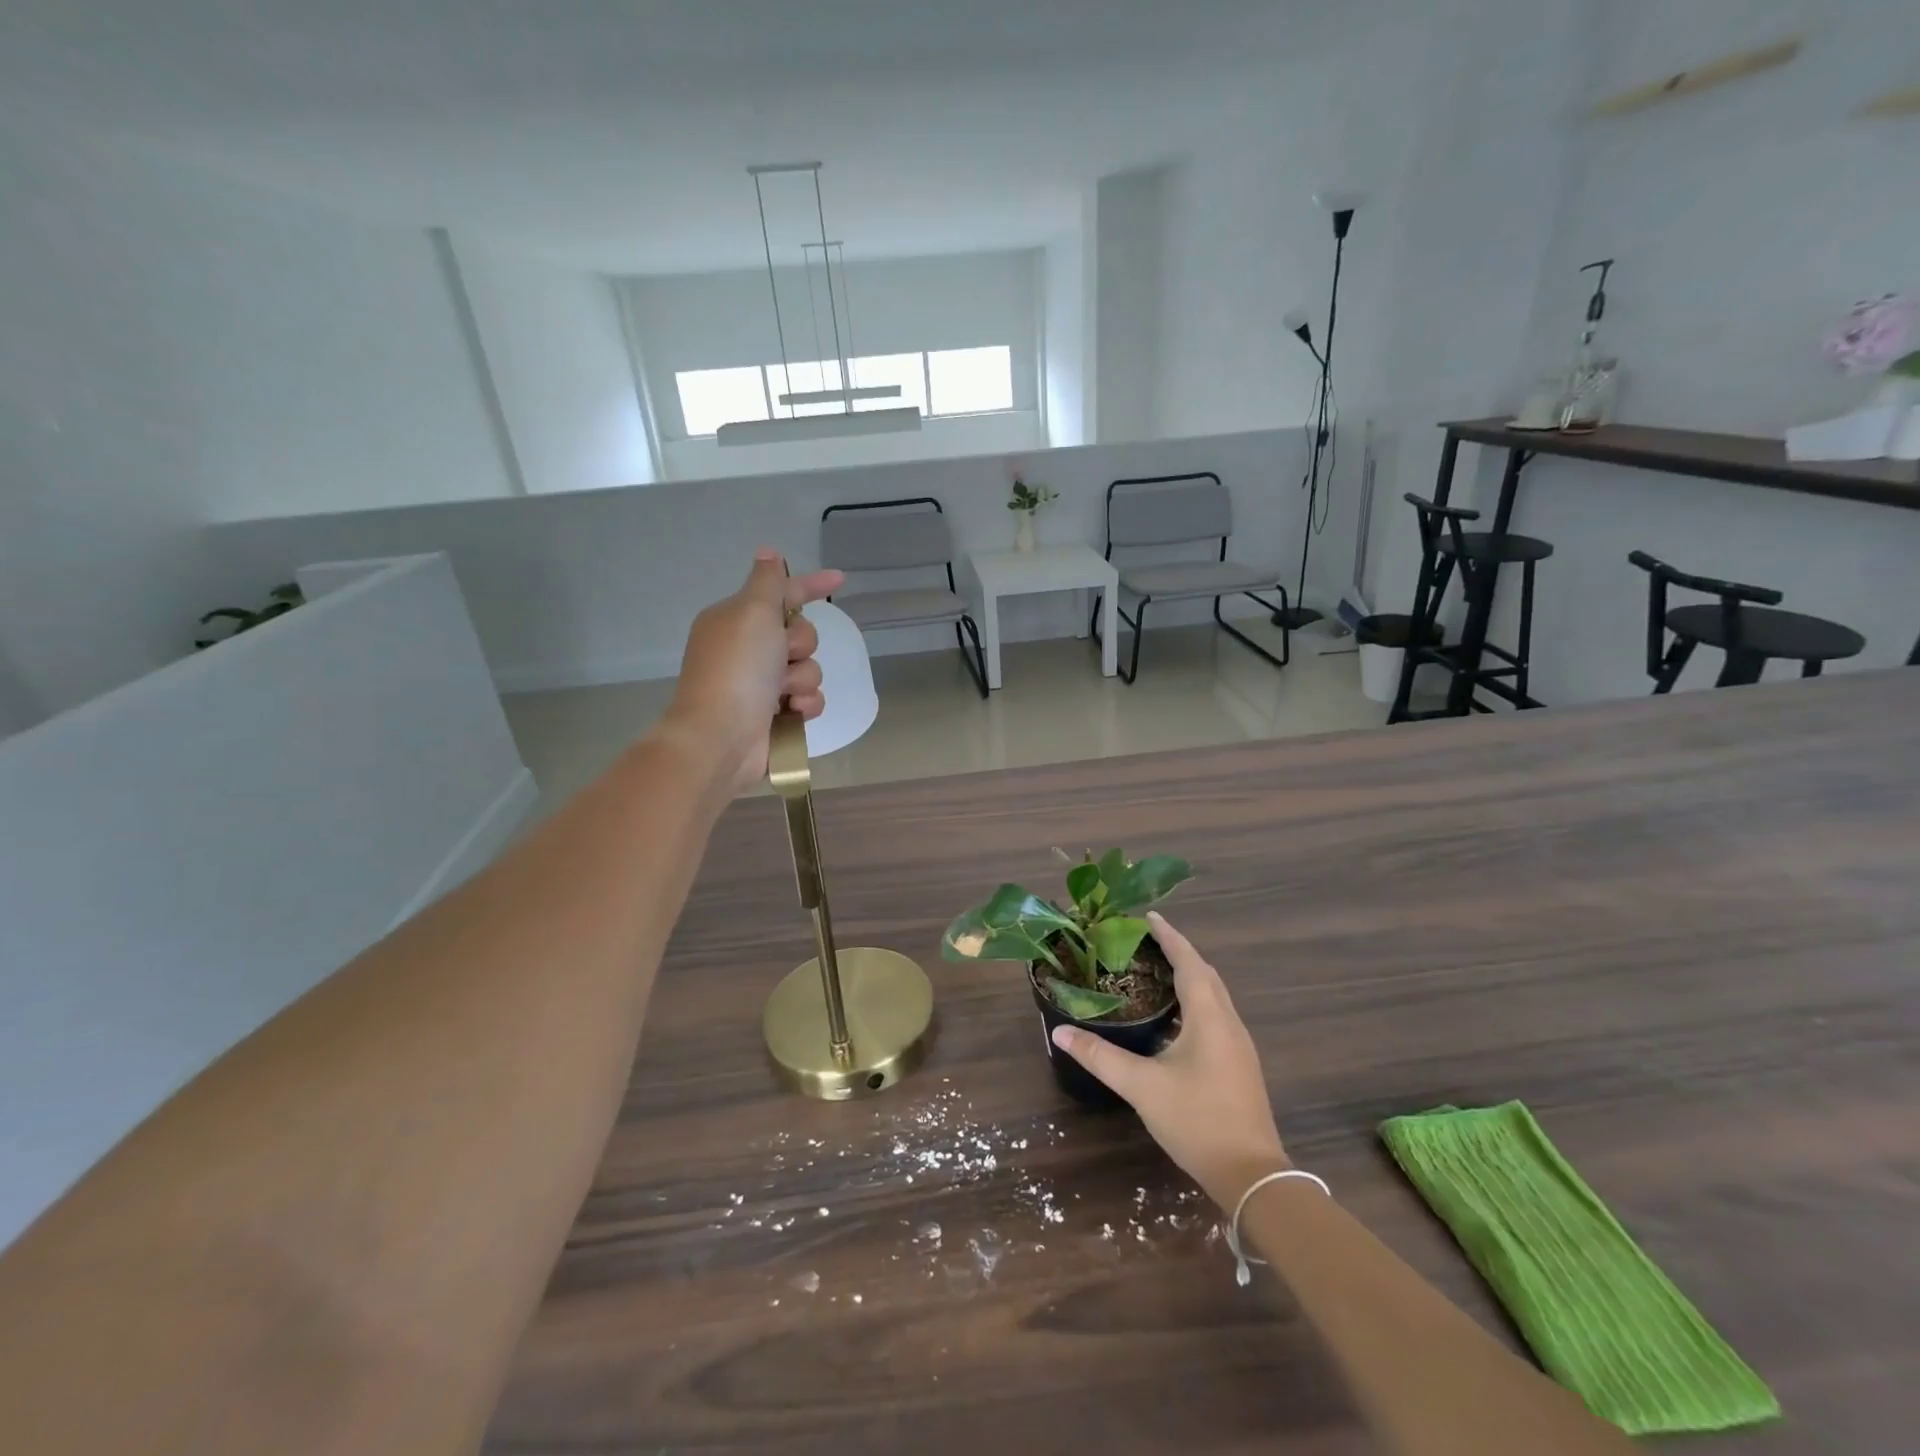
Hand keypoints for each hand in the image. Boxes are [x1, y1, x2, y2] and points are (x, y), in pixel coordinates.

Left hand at [663, 549, 844, 795]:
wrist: (721, 736)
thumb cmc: (736, 669)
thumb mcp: (752, 613)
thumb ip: (768, 582)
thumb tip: (768, 552)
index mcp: (737, 619)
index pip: (782, 593)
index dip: (811, 585)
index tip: (840, 579)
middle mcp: (749, 649)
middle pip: (801, 633)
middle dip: (800, 645)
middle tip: (782, 656)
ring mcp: (762, 684)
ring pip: (810, 668)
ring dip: (803, 679)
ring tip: (783, 694)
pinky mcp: (777, 715)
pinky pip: (810, 699)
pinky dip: (805, 705)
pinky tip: (792, 713)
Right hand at [1050, 912, 1288, 1207]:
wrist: (1251, 1175)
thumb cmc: (1196, 1120)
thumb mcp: (1141, 1086)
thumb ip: (1099, 1056)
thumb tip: (1060, 1030)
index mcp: (1209, 1017)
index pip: (1189, 962)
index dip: (1170, 937)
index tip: (1150, 916)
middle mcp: (1229, 1023)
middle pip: (1206, 974)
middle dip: (1180, 952)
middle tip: (1148, 940)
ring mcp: (1239, 1045)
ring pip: (1214, 995)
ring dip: (1190, 976)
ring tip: (1158, 970)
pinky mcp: (1239, 1064)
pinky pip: (1217, 1014)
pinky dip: (1196, 1000)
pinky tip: (1176, 1016)